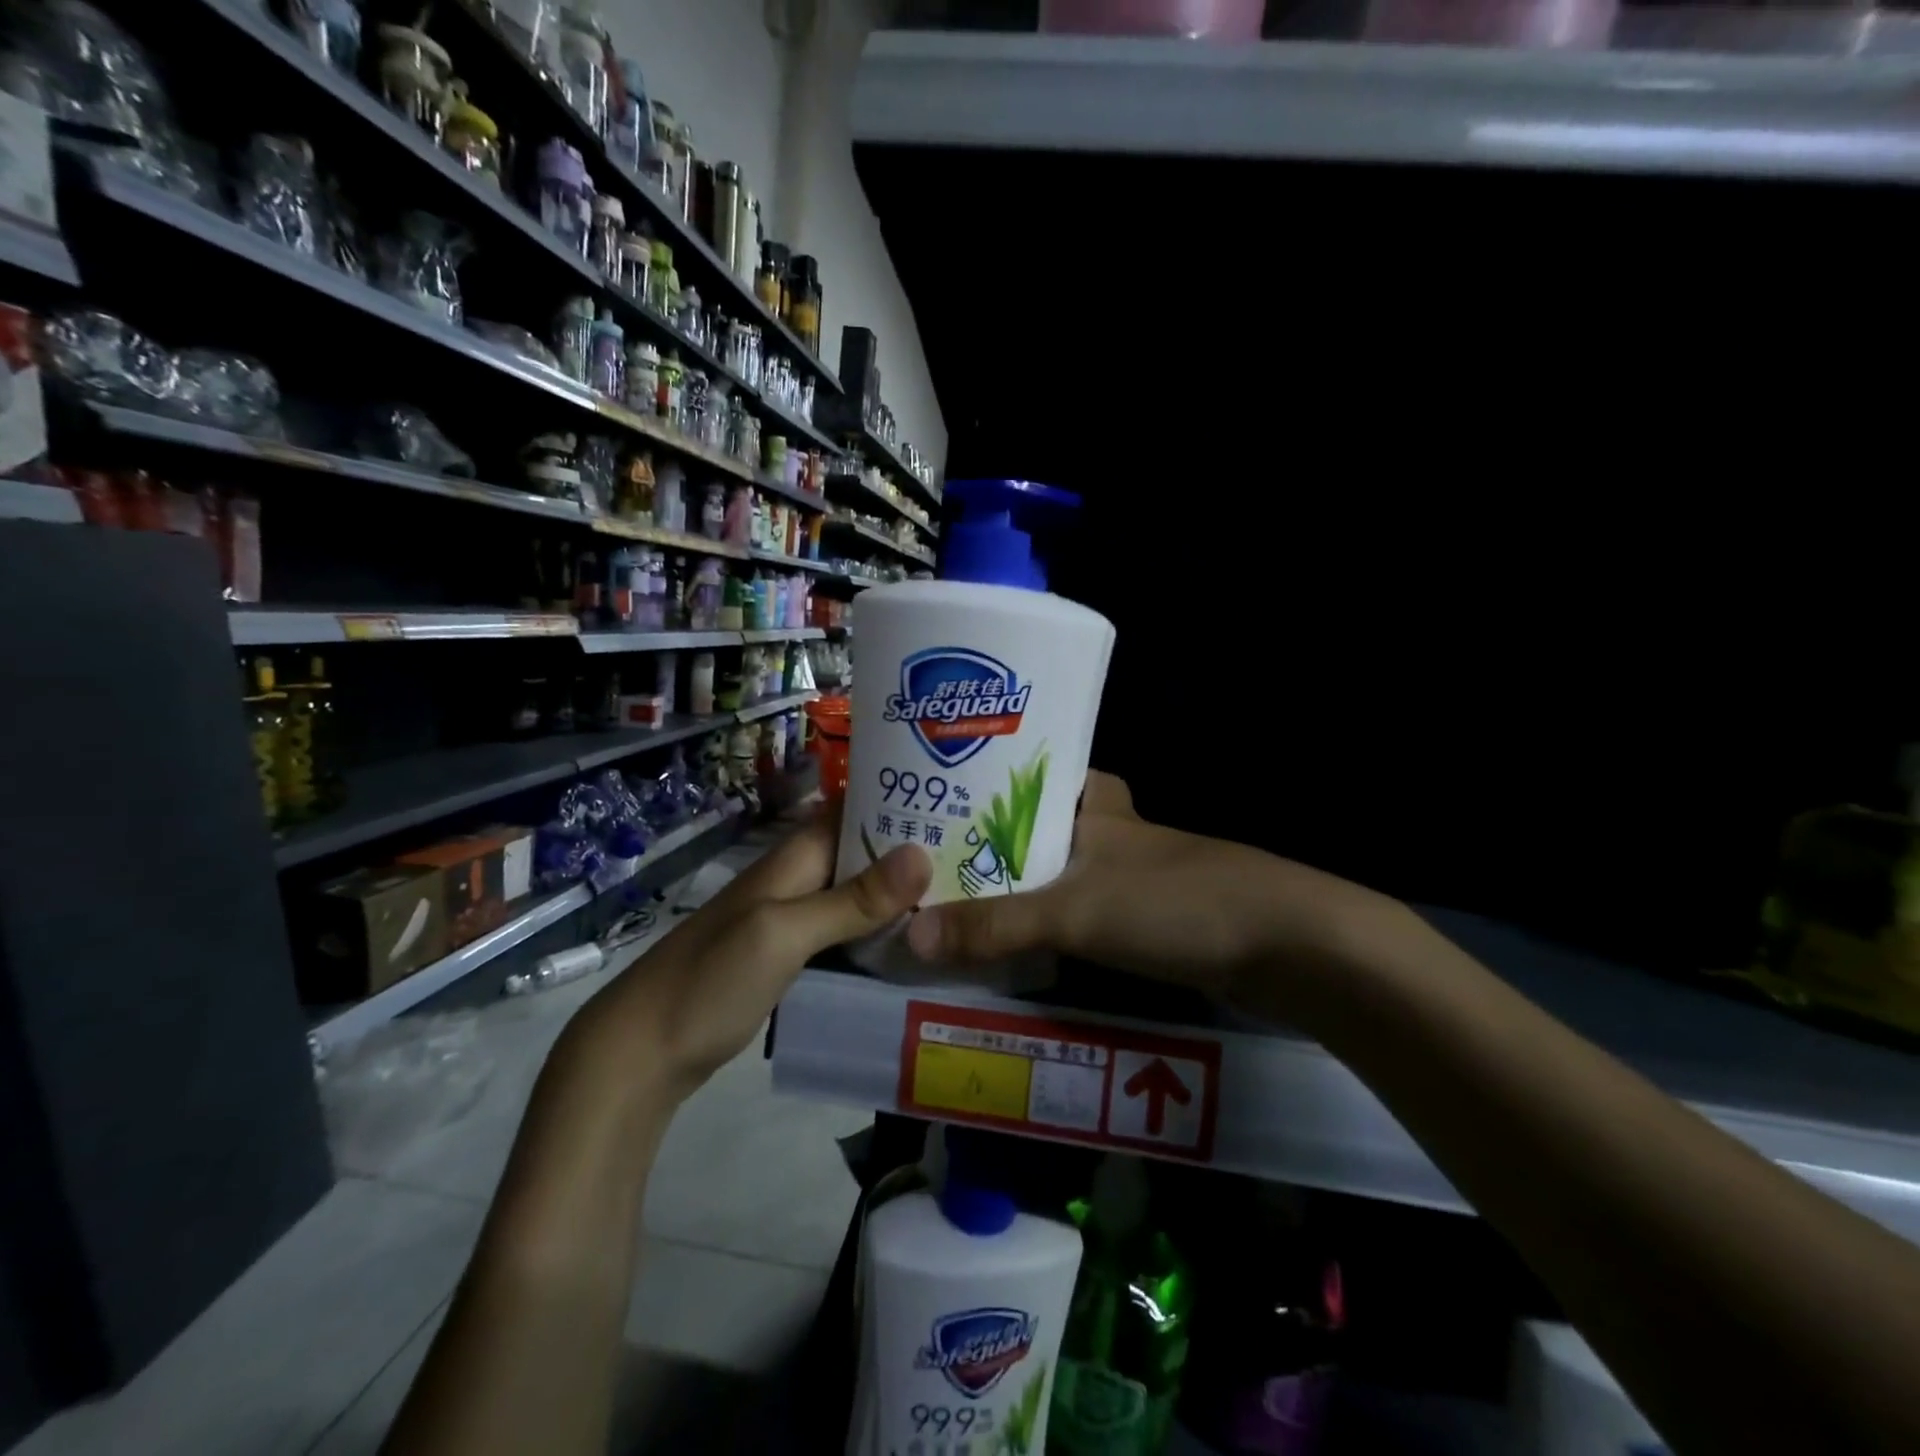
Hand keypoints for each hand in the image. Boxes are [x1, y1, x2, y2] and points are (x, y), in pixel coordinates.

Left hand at [584, 811, 930, 1098]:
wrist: (644, 1051)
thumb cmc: (711, 980)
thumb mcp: (784, 934)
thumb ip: (852, 899)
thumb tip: (923, 853)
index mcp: (795, 859)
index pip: (856, 810)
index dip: (902, 800)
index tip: (960, 803)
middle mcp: (799, 880)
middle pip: (864, 853)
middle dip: (913, 850)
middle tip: (979, 856)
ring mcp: (795, 921)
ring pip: (859, 895)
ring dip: (901, 895)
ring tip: (964, 895)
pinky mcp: (794, 958)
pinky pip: (847, 933)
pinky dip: (880, 932)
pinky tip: (917, 945)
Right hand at [906, 772, 1402, 1013]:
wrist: (1291, 946)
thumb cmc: (1176, 902)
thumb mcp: (1074, 910)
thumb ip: (995, 924)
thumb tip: (908, 936)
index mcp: (1096, 807)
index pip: (1037, 776)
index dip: (992, 785)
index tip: (941, 802)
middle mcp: (1115, 834)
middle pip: (1042, 830)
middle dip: (995, 847)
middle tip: (934, 867)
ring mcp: (1138, 877)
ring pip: (1063, 874)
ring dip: (1021, 890)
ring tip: (959, 908)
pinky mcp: (1156, 919)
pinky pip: (1086, 915)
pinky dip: (1054, 928)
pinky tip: (1022, 950)